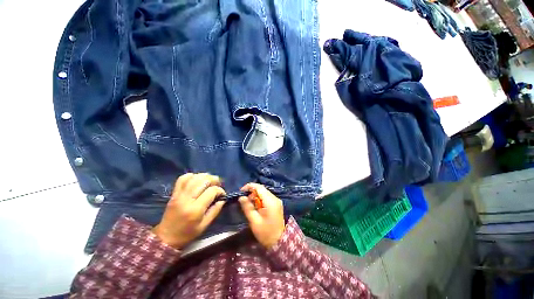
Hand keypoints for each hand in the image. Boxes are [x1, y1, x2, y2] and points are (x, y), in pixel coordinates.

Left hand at [152, 173, 225, 248]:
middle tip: (218, 184)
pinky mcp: (174, 193)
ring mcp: (179, 195)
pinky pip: (182, 179)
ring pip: (194, 178)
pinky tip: (197, 179)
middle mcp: (187, 199)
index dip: (220, 190)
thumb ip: (215, 211)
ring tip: (210, 181)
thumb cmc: (187, 233)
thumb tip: (223, 199)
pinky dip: (192, 176)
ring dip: (205, 176)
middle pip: (203, 181)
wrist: (166, 237)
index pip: (211, 191)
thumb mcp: (204, 225)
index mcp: (195, 209)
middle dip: (214, 180)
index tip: (222, 194)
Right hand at [238, 183, 284, 248]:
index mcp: (270, 201)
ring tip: (249, 204)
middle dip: (252, 192)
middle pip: (262, 189)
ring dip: (255, 196)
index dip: (249, 186)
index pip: (259, 187)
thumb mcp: (254, 221)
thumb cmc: (266, 233)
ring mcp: (276, 201)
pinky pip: (266, 197)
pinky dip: (260, 199)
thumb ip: (247, 207)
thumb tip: (241, 197)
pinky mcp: (276, 204)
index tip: (241, 191)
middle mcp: (275, 198)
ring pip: (264, 193)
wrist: (279, 242)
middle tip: (244, 200)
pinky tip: (256, 207)